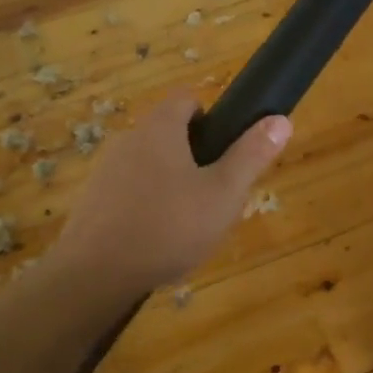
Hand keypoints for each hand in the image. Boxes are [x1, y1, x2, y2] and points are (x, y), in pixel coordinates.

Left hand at [51, 91, 290, 292]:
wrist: (95, 273)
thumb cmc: (168, 226)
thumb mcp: (223, 194)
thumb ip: (251, 156)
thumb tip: (280, 119)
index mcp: (160, 128)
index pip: (186, 99)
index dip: (210, 118)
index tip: (224, 150)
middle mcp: (128, 139)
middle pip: (167, 134)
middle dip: (193, 159)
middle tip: (214, 195)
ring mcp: (105, 171)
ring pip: (148, 166)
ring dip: (170, 186)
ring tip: (187, 225)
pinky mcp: (92, 201)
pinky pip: (128, 194)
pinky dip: (145, 208)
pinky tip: (156, 242)